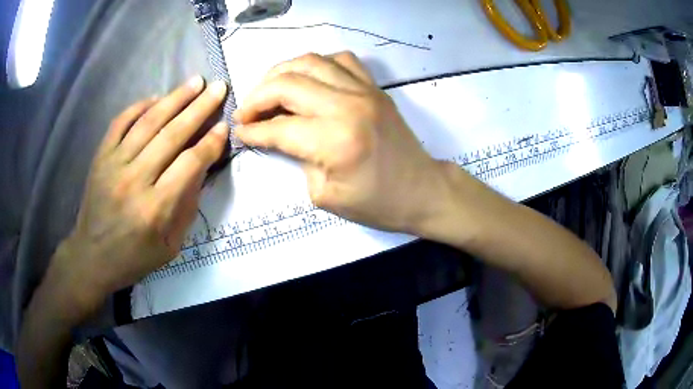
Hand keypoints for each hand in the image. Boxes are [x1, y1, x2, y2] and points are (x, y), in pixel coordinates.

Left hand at [48, 76, 228, 313]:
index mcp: (155, 208)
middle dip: (199, 108)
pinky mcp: (100, 157)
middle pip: (172, 135)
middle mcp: (135, 180)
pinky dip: (139, 107)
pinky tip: (156, 98)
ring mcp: (114, 164)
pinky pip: (121, 122)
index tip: (224, 126)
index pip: (189, 164)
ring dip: (174, 99)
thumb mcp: (169, 247)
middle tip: (218, 87)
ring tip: (194, 82)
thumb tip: (200, 171)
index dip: (210, 142)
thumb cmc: (133, 257)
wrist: (92, 256)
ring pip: (148, 122)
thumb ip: (186, 208)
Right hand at [235, 52, 446, 232]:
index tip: (240, 131)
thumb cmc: (377, 203)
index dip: (252, 130)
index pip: (279, 127)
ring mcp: (364, 90)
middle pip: (287, 84)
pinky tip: (308, 80)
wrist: (422, 190)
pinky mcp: (375, 87)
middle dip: (257, 97)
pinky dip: (317, 64)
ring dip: (281, 73)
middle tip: (246, 112)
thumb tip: (278, 135)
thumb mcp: (325, 195)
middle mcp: (347, 105)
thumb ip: (297, 159)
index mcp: (335, 141)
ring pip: (310, 61)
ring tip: (269, 91)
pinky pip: (340, 60)